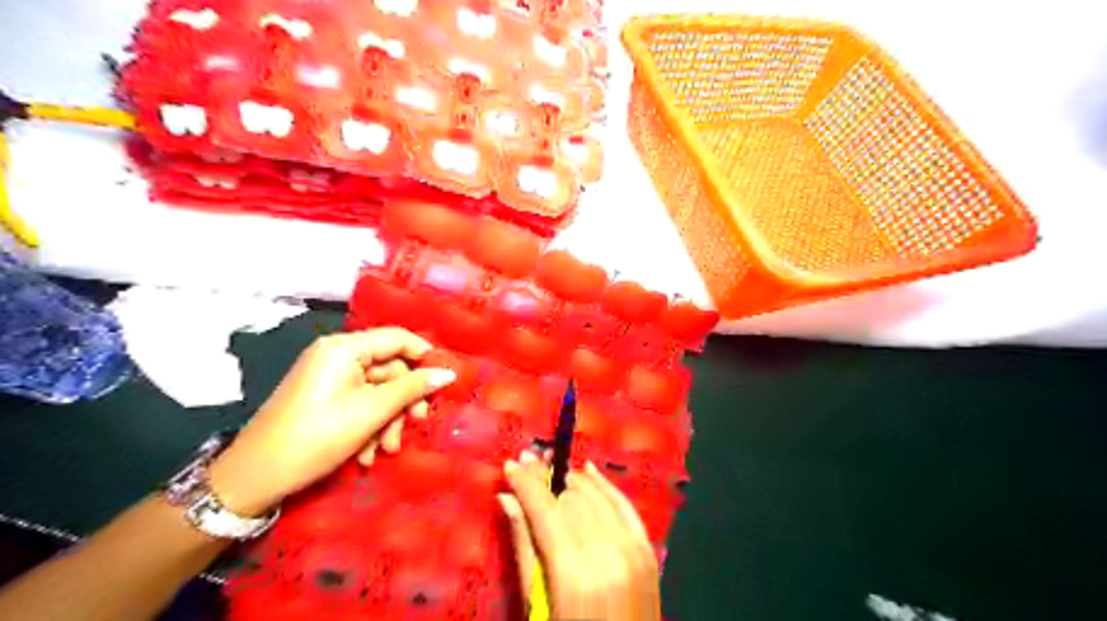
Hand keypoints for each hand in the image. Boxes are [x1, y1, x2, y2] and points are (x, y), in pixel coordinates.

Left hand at [206, 328, 454, 515]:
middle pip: (389, 369)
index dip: (425, 356)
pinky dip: (369, 426)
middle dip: (402, 402)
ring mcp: (330, 377)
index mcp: (344, 348)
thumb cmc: (317, 437)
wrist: (253, 479)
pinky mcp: (325, 398)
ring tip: (385, 450)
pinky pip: (361, 403)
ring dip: (387, 421)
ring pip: (378, 391)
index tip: (445, 381)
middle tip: (415, 424)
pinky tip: (366, 455)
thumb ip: (412, 389)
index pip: (397, 338)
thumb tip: (448, 374)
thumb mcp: (371, 412)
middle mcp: (337, 356)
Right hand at [500, 452, 654, 620]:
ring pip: (596, 496)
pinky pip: (624, 507)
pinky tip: (590, 471)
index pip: (546, 510)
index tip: (512, 464)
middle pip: (571, 499)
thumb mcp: (537, 604)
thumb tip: (507, 500)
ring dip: (572, 481)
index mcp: (572, 571)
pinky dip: (606, 487)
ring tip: (552, 469)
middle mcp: (605, 553)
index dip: (527, 483)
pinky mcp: (647, 553)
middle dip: (547, 479)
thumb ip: (524, 547)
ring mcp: (632, 551)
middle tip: (529, 464)